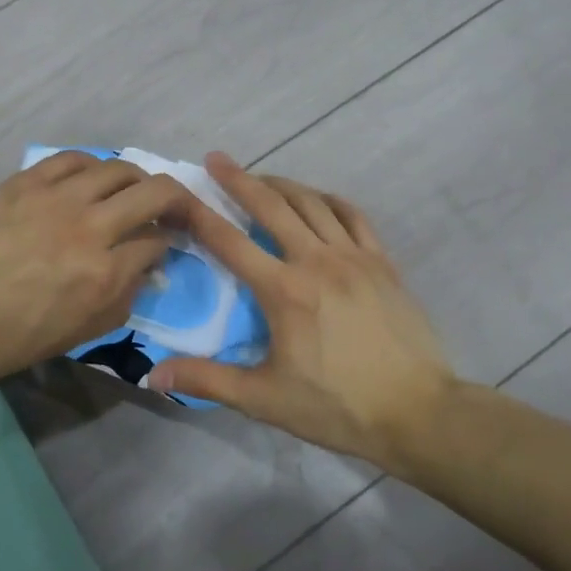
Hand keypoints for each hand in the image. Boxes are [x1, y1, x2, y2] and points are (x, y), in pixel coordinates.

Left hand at [0, 152, 190, 388]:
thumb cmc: (7, 340)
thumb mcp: (76, 336)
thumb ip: (121, 301)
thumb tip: (144, 270)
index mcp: (103, 275)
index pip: (157, 243)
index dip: (168, 244)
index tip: (161, 248)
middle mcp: (90, 229)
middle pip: (155, 193)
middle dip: (177, 200)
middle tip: (172, 209)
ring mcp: (56, 199)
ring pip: (119, 168)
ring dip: (137, 178)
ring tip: (132, 190)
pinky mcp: (26, 183)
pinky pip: (73, 159)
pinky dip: (93, 165)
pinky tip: (92, 177)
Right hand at [151, 154, 458, 463]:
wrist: (418, 412)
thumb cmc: (337, 407)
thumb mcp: (265, 399)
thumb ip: (208, 380)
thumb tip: (153, 374)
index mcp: (284, 290)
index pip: (230, 242)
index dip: (199, 214)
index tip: (179, 193)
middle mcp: (316, 261)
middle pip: (271, 206)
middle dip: (239, 179)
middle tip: (216, 159)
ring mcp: (354, 257)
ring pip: (311, 203)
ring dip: (281, 184)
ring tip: (261, 177)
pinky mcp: (382, 262)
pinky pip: (352, 215)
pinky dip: (329, 200)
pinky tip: (317, 199)